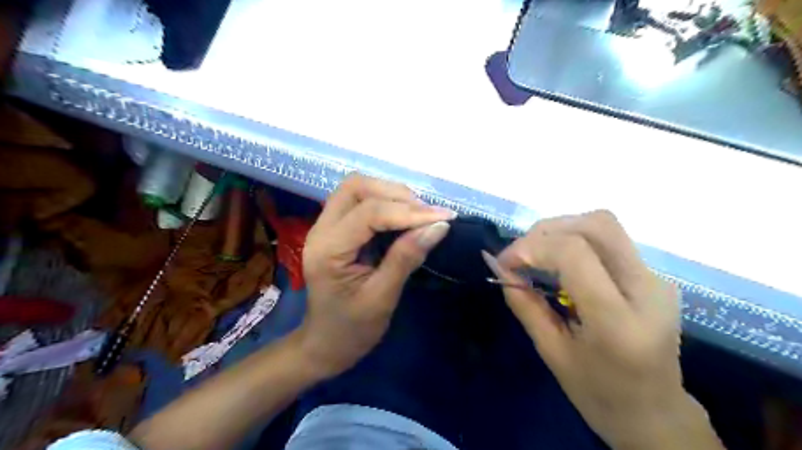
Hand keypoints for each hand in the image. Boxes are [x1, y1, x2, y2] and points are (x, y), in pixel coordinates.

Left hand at [297, 174, 453, 377]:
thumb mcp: (382, 298)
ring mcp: (326, 226)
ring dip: (391, 194)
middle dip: (397, 194)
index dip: (409, 212)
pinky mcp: (336, 229)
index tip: (445, 218)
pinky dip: (386, 202)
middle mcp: (321, 229)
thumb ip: (407, 258)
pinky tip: (406, 217)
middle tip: (428, 215)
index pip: (369, 213)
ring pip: (358, 189)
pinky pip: (361, 201)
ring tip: (421, 214)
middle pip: (357, 187)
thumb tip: (439, 227)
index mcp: (328, 249)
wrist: (325, 344)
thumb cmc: (351, 329)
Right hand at [485, 212, 724, 449]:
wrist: (655, 413)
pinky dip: (574, 240)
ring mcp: (656, 280)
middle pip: (598, 225)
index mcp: (619, 322)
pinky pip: (609, 240)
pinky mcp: (653, 276)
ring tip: (536, 255)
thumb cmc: (599, 394)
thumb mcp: (552, 353)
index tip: (504, 263)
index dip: (531, 247)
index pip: (576, 254)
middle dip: (547, 230)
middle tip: (520, 254)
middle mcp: (647, 290)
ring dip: (561, 231)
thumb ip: (525, 305)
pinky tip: (559, 263)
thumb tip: (501, 268)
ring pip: (604, 225)